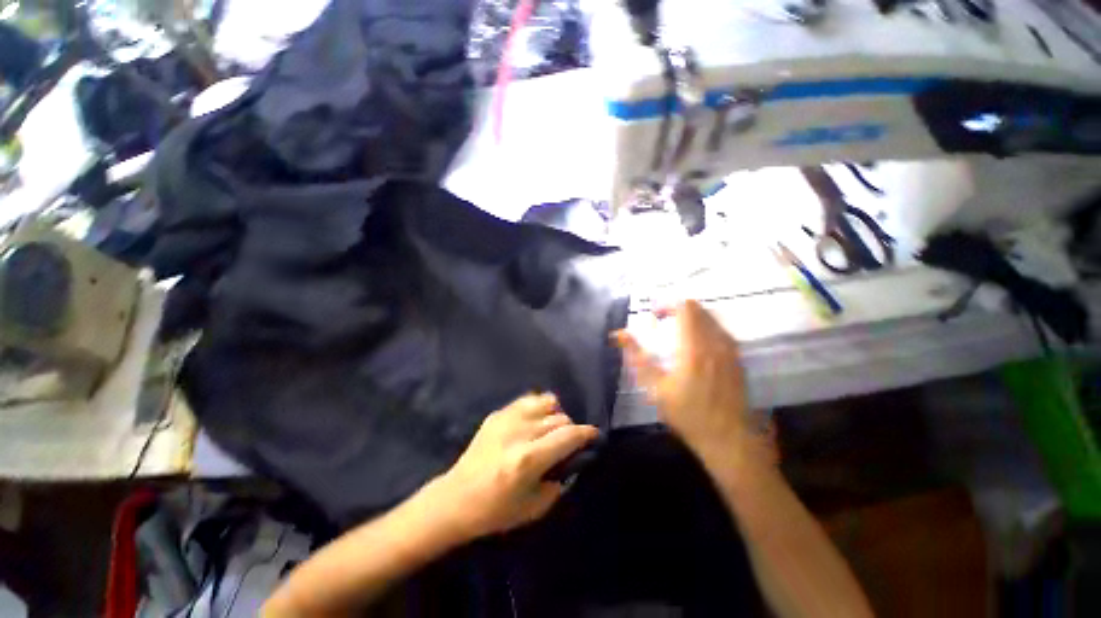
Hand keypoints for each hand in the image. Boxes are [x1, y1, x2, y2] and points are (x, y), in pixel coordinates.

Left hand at [426, 393, 598, 539]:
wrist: (456, 498)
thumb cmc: (496, 510)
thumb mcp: (535, 508)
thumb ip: (559, 481)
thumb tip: (571, 459)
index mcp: (529, 459)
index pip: (568, 435)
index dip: (586, 433)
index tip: (593, 435)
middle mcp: (520, 433)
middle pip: (559, 417)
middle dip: (570, 428)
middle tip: (567, 442)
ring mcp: (506, 419)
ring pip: (545, 401)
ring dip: (554, 414)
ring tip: (551, 428)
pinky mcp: (497, 414)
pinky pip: (527, 400)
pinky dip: (538, 407)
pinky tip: (535, 420)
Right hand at [614, 300, 772, 465]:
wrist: (730, 439)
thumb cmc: (688, 414)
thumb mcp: (656, 388)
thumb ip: (637, 358)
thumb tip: (619, 334)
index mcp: (694, 347)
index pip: (685, 308)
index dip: (667, 304)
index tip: (654, 314)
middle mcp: (715, 342)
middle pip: (699, 310)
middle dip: (678, 309)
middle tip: (662, 322)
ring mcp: (730, 350)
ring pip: (712, 318)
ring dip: (692, 318)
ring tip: (676, 332)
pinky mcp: (738, 359)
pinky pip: (721, 331)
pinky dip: (706, 328)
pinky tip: (696, 345)